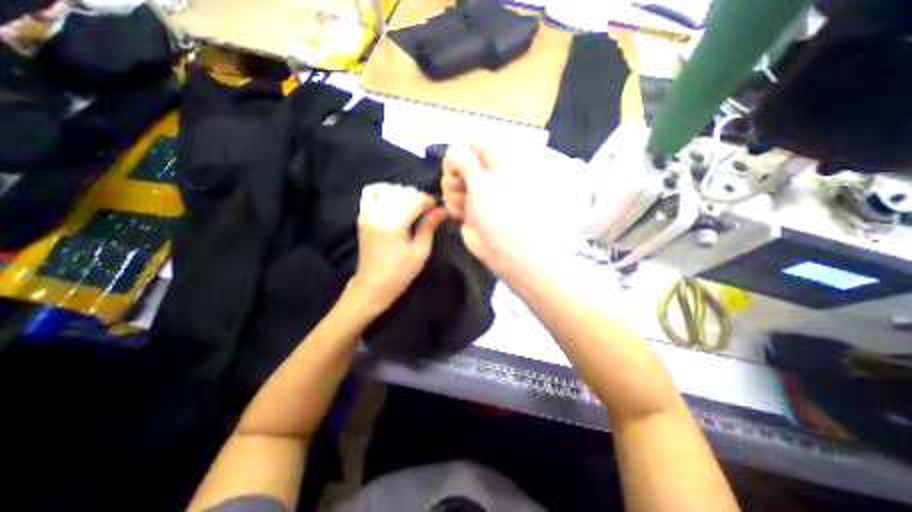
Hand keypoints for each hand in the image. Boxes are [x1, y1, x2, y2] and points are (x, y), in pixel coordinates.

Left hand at [350, 183, 446, 312]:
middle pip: (402, 193)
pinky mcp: (363, 217)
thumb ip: (429, 227)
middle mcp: (378, 214)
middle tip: (427, 210)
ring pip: (389, 191)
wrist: (372, 285)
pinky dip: (390, 197)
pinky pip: (377, 197)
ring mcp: (368, 214)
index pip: (414, 200)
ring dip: (404, 196)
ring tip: (413, 208)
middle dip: (417, 197)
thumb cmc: (400, 273)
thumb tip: (441, 210)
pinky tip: (398, 207)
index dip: (428, 201)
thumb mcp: (420, 252)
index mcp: (393, 224)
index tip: (437, 207)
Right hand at [441, 141, 582, 273]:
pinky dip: (453, 207)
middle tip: (461, 187)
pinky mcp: (467, 210)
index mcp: (495, 163)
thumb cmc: (497, 208)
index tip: (455, 165)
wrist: (501, 246)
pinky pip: (451, 201)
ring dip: (452, 194)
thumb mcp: (480, 179)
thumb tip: (453, 148)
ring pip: (450, 184)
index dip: (459, 154)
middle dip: (453, 177)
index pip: (472, 146)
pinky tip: (461, 215)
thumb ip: (463, 160)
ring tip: (465, 206)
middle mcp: (484, 176)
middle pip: (456, 166)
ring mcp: (475, 194)